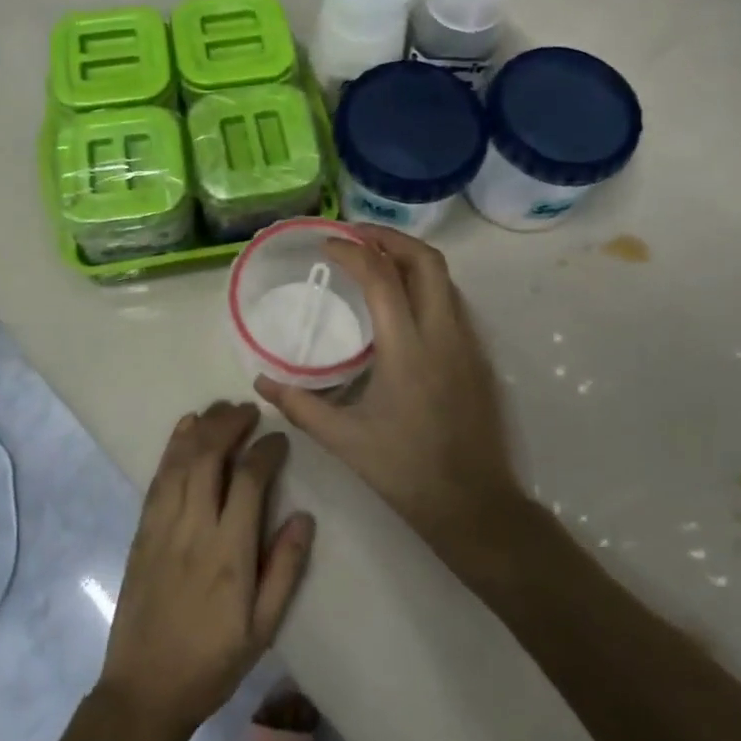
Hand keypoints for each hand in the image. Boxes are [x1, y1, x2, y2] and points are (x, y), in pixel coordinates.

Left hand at [98, 402, 313, 740]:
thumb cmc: (212, 662)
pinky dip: (173, 447)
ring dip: (203, 428)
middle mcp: (194, 528)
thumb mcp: (262, 628)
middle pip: (210, 457)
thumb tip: (304, 516)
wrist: (144, 691)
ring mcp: (163, 527)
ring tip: (223, 409)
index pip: (249, 481)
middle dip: (230, 425)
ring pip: (182, 460)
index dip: (266, 451)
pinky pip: (159, 477)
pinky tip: (185, 429)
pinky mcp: (142, 531)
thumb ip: (284, 569)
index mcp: (229, 553)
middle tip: (249, 411)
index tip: (279, 440)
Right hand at [255, 226, 524, 556]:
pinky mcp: (478, 356)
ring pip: (444, 278)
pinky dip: (424, 283)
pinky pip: (452, 300)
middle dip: (389, 238)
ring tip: (374, 259)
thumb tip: (261, 382)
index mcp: (408, 350)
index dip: (352, 252)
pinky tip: (401, 302)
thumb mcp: (345, 441)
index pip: (382, 278)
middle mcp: (443, 334)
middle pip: (425, 261)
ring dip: (409, 257)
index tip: (326, 244)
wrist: (474, 504)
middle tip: (354, 236)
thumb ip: (300, 405)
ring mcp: (467, 343)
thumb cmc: (406, 471)